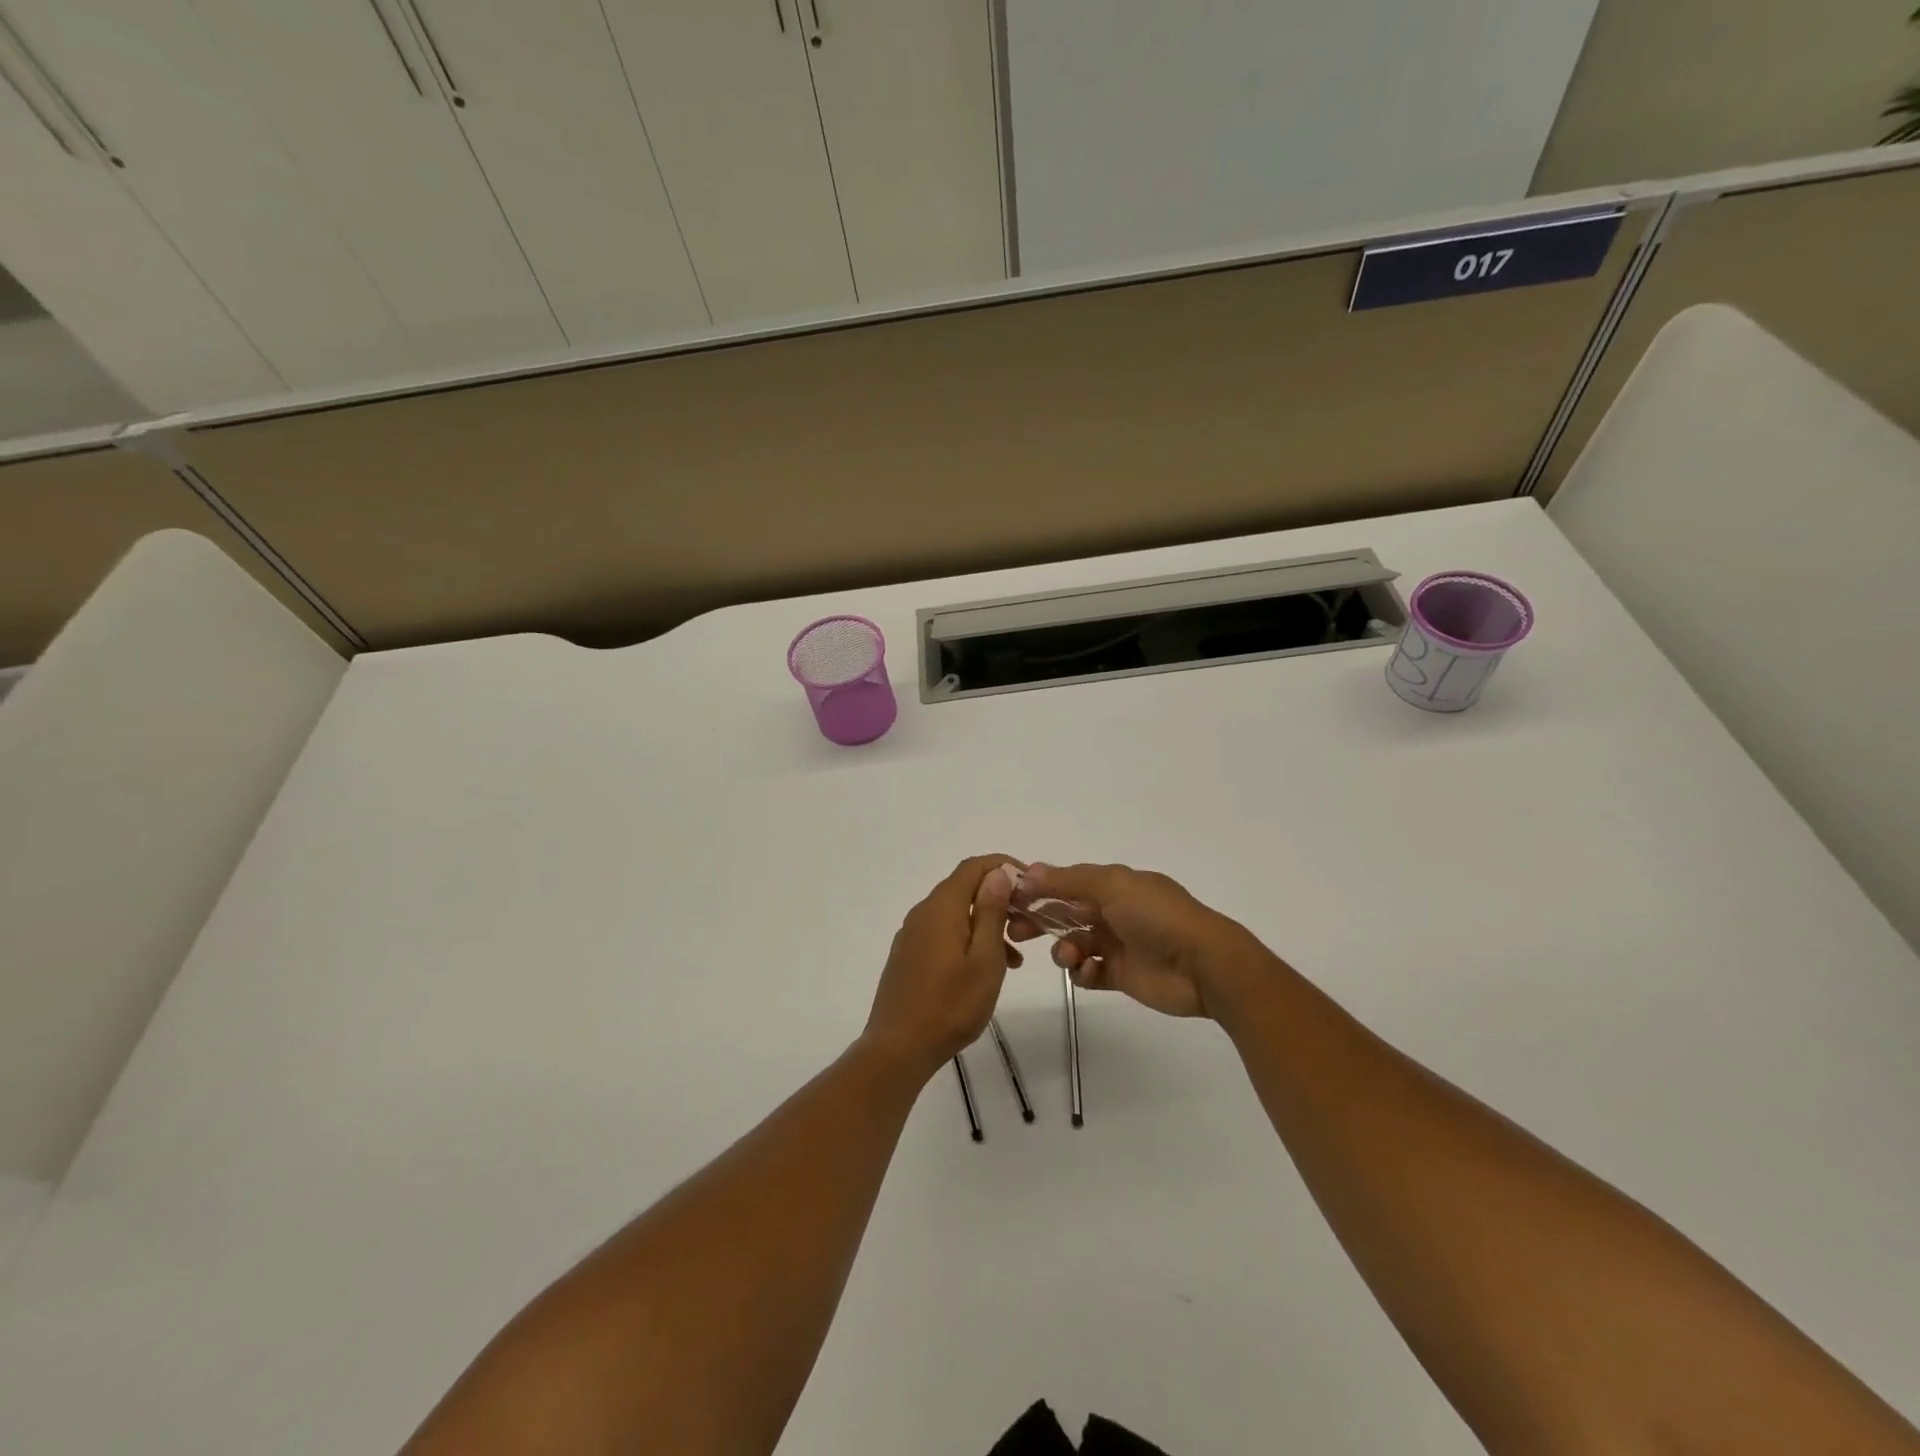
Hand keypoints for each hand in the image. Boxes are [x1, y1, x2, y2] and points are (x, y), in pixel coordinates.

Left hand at [863, 856, 1023, 1078]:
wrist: (898, 1048)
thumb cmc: (950, 1005)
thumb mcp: (984, 959)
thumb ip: (991, 913)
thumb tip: (997, 874)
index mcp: (942, 908)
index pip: (973, 867)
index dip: (1002, 866)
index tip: (1029, 885)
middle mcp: (923, 913)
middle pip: (964, 889)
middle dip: (998, 899)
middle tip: (1027, 924)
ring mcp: (912, 935)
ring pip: (955, 915)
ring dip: (986, 925)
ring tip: (1015, 958)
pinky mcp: (908, 956)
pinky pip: (943, 934)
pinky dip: (968, 940)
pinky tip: (983, 971)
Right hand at [1009, 863, 1271, 1019]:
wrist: (1203, 965)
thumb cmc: (1157, 916)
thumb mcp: (1113, 885)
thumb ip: (1069, 880)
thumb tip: (1029, 871)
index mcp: (1115, 885)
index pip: (1068, 883)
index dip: (1039, 889)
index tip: (1009, 899)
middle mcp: (1115, 912)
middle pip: (1066, 913)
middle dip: (1040, 920)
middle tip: (1015, 930)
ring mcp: (1119, 945)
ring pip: (1075, 943)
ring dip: (1063, 949)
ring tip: (1069, 956)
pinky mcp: (1122, 976)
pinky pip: (1090, 973)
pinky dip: (1083, 972)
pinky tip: (1088, 972)